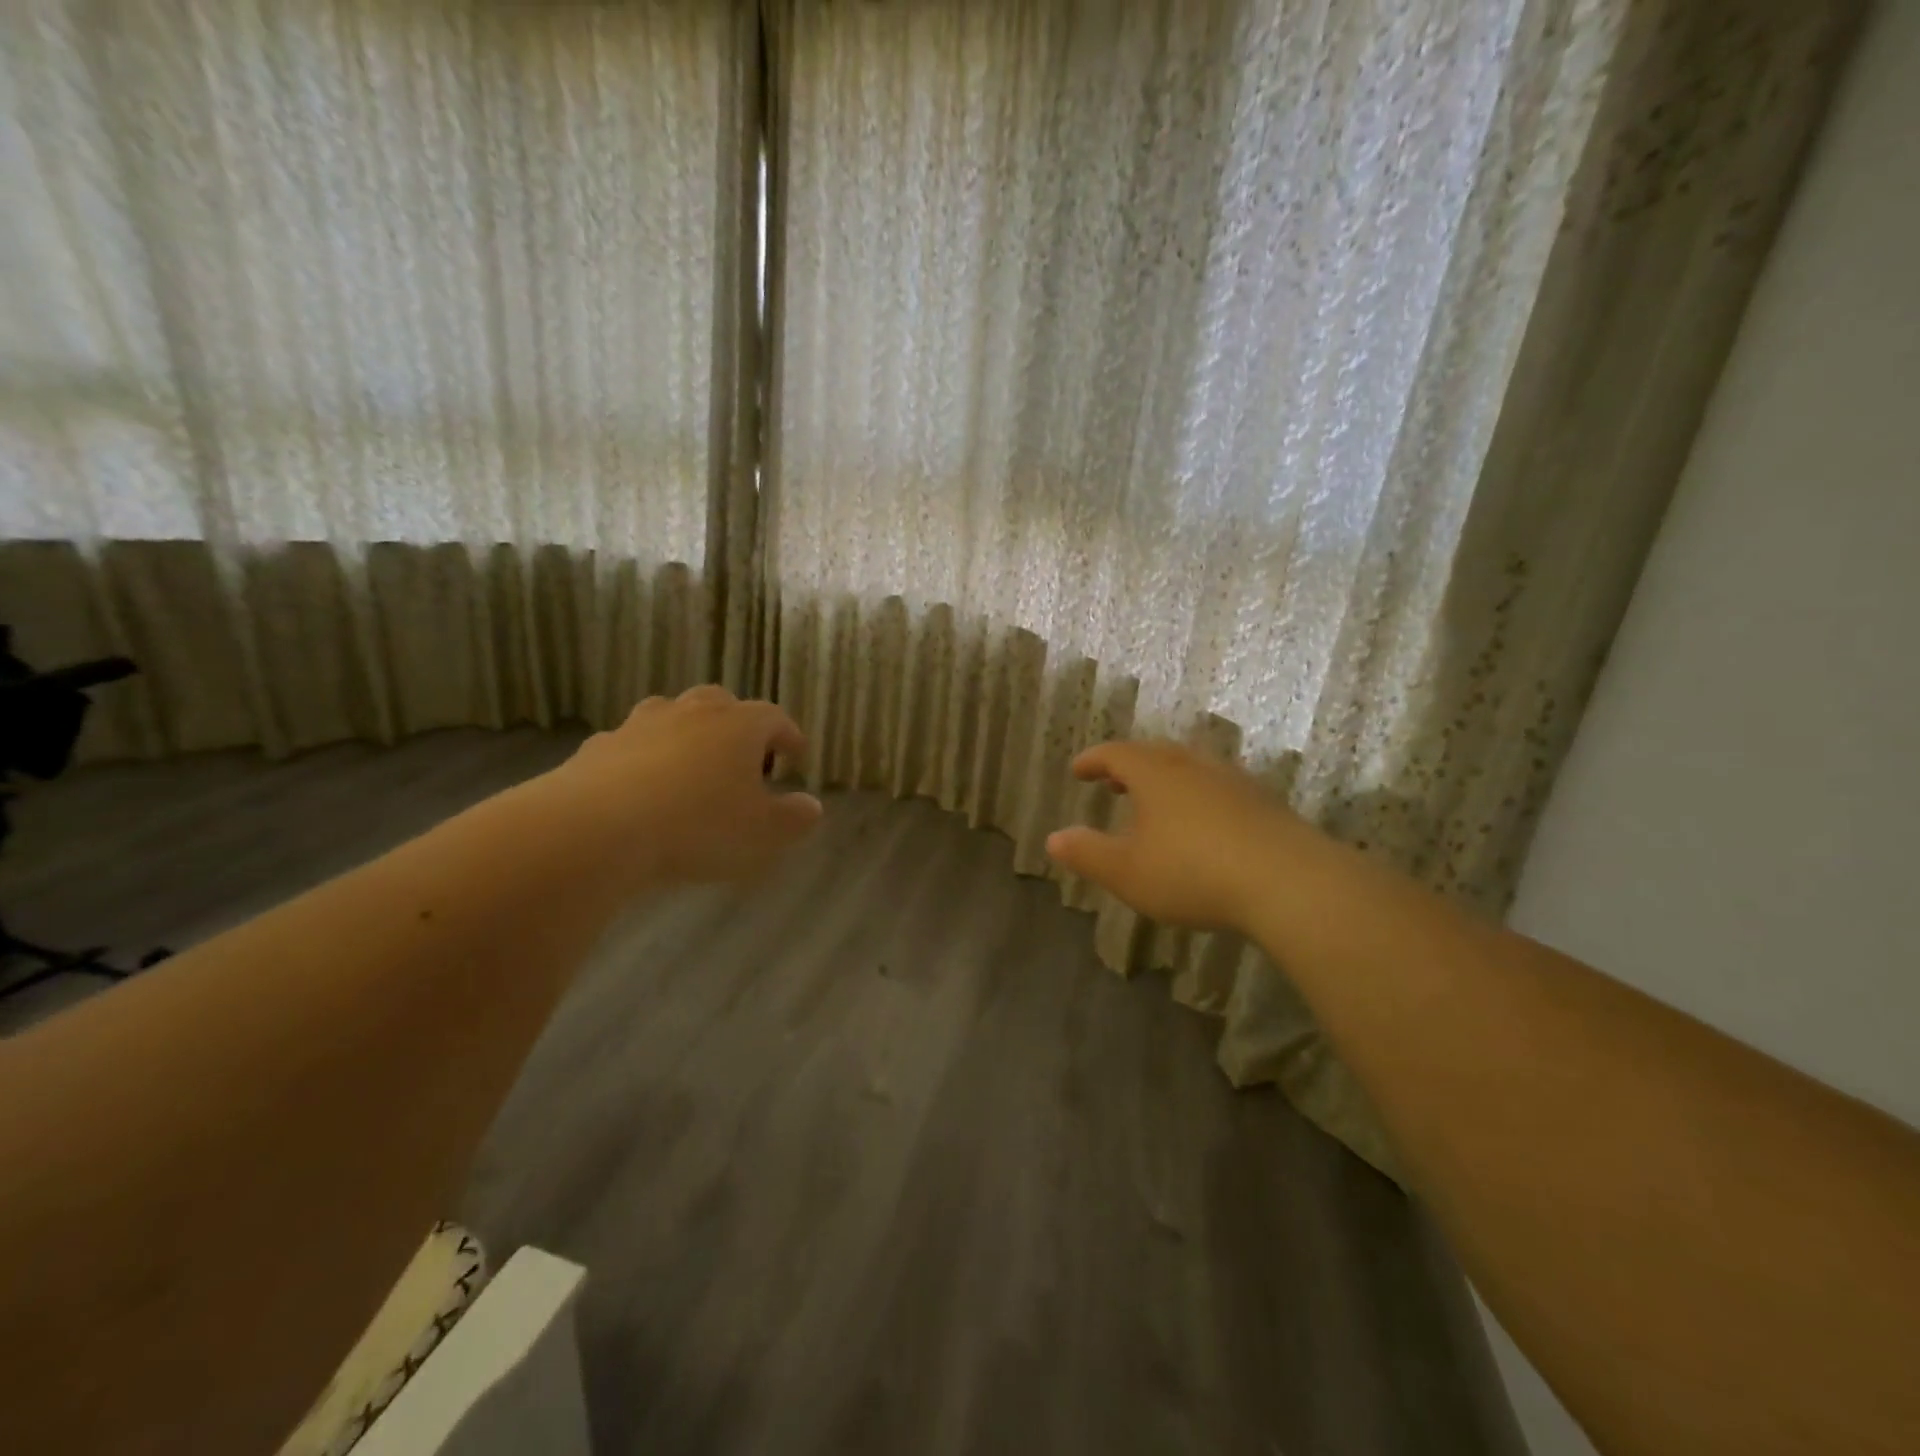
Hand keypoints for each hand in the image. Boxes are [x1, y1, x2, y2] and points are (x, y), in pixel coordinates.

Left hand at [541, 685, 822, 889]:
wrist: (597, 828)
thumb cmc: (698, 826)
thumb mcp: (762, 833)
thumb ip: (794, 818)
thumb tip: (812, 806)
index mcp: (739, 725)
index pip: (775, 718)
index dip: (789, 737)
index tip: (796, 758)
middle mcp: (692, 713)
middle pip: (722, 704)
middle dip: (737, 727)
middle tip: (743, 760)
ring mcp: (641, 725)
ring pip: (673, 717)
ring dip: (688, 736)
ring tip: (691, 770)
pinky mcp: (599, 747)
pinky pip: (632, 745)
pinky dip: (644, 759)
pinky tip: (642, 791)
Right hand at [1045, 740, 1325, 933]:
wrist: (1288, 882)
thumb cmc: (1193, 872)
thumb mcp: (1127, 871)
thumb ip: (1087, 853)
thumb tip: (1053, 839)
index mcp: (1156, 774)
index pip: (1116, 754)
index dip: (1094, 760)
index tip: (1078, 770)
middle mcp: (1194, 767)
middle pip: (1156, 754)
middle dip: (1130, 765)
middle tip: (1114, 781)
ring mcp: (1234, 783)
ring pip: (1191, 769)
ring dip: (1167, 780)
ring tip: (1156, 802)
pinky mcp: (1264, 805)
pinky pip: (1219, 789)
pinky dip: (1198, 798)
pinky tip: (1203, 825)